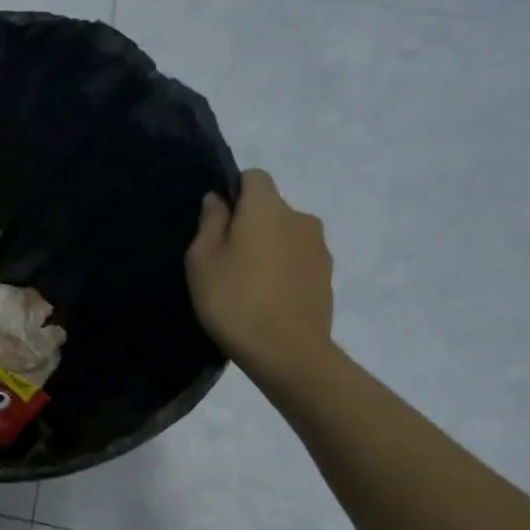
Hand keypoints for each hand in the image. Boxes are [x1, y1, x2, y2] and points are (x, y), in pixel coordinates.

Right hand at [186, 170, 334, 377]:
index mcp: (267, 207)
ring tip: (247, 282)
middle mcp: (300, 217)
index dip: (234, 192)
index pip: (254, 177)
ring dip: (268, 248)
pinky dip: (283, 269)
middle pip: (271, 208)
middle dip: (250, 223)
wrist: (287, 351)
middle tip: (225, 258)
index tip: (216, 222)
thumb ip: (210, 223)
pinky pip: (298, 260)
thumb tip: (218, 199)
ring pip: (286, 234)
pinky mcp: (327, 275)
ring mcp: (319, 247)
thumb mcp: (202, 260)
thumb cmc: (234, 300)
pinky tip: (267, 298)